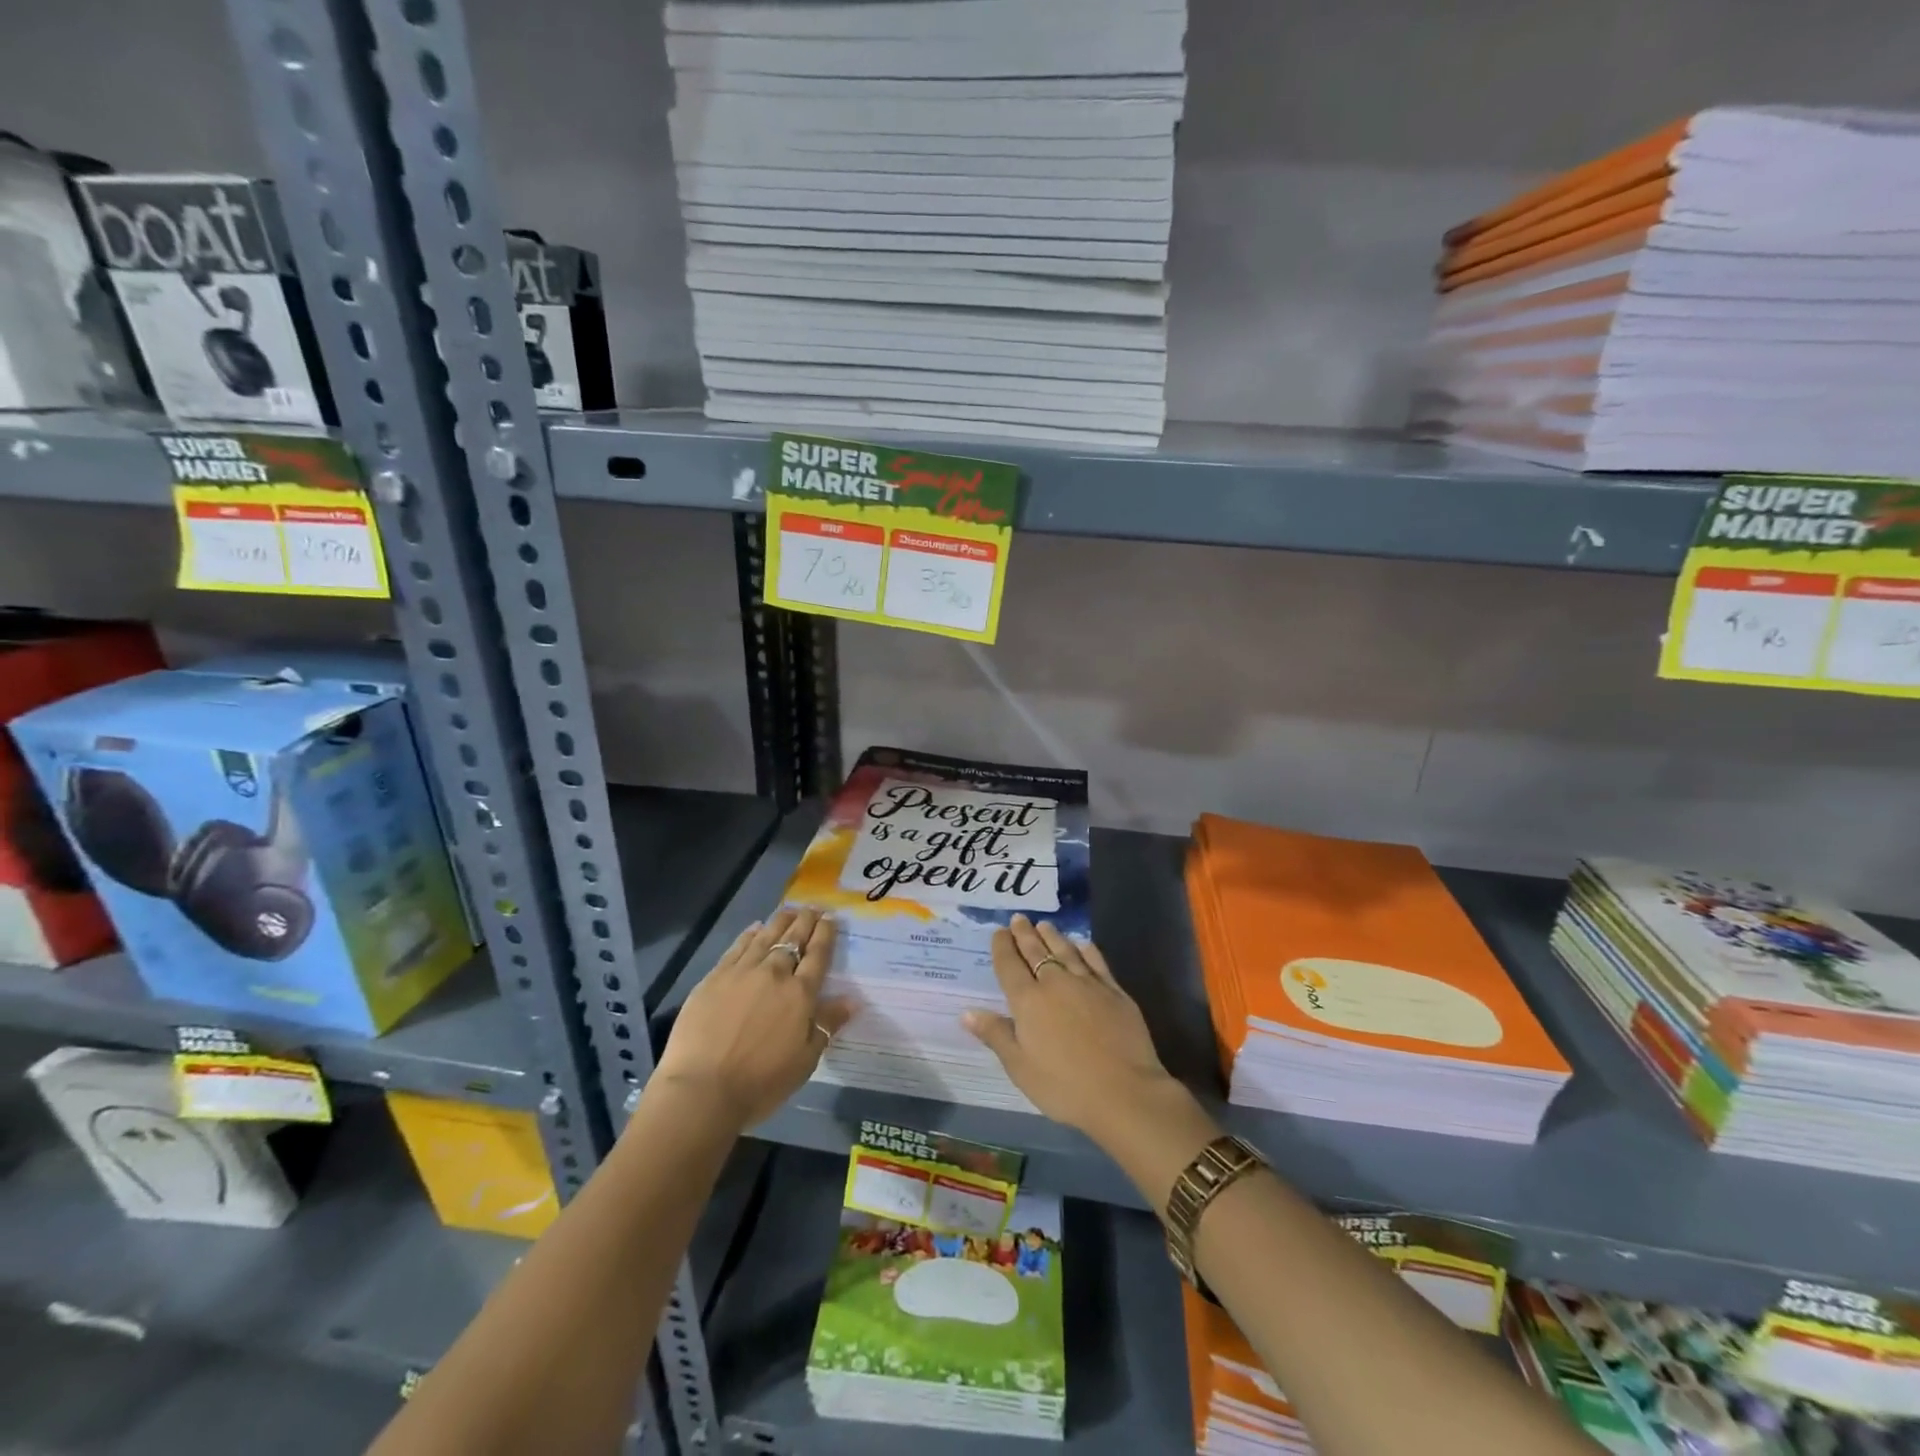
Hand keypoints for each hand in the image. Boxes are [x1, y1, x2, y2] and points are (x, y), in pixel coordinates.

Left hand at [652, 907, 851, 1131]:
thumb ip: (827, 1025)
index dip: (826, 934)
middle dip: (806, 921)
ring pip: (766, 936)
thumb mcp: (805, 1060)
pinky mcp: (715, 977)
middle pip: (794, 939)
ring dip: (781, 921)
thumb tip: (852, 1000)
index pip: (818, 955)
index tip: (831, 918)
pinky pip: (737, 947)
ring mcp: (742, 972)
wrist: (702, 1089)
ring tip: (790, 910)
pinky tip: (756, 928)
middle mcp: (774, 974)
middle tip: (813, 908)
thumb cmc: (761, 1082)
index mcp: (800, 994)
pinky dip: (750, 934)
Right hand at [962, 913, 1182, 1142]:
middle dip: (1024, 934)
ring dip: (1052, 936)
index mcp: (1028, 1001)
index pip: (1010, 965)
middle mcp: (1055, 983)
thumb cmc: (1065, 1086)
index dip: (1002, 947)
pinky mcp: (1114, 991)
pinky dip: (1086, 950)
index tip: (999, 931)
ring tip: (1044, 925)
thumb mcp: (1020, 1067)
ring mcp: (1088, 983)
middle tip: (1018, 918)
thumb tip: (967, 1012)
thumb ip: (996, 1035)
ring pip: (1065, 950)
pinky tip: (1083, 944)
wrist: (1124, 1092)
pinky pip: (1096, 961)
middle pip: (1036, 951)